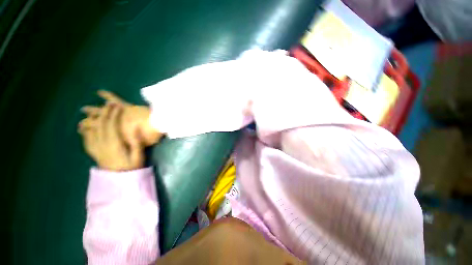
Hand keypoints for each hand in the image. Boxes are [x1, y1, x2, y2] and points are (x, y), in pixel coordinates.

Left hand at [78, 103, 143, 170]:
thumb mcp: (138, 155)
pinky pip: (86, 139)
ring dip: (93, 119)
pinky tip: (86, 127)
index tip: (116, 105)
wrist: (120, 180)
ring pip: (91, 130)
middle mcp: (102, 144)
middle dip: (105, 113)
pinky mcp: (93, 152)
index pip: (111, 125)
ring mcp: (96, 148)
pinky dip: (86, 130)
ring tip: (95, 112)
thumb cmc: (132, 167)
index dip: (113, 114)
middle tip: (109, 104)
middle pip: (101, 125)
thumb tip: (134, 127)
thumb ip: (135, 142)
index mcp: (114, 145)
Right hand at [82, 90, 162, 146]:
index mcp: (116, 134)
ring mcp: (119, 113)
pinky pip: (115, 98)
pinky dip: (108, 95)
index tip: (82, 132)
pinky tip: (100, 91)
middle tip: (80, 123)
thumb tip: (124, 142)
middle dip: (87, 122)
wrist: (159, 122)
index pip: (99, 133)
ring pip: (101, 110)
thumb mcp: (141, 144)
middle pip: (97, 122)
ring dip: (92, 110)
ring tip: (83, 109)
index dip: (90, 132)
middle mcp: (114, 123)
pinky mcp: (127, 106)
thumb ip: (130, 143)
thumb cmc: (151, 135)